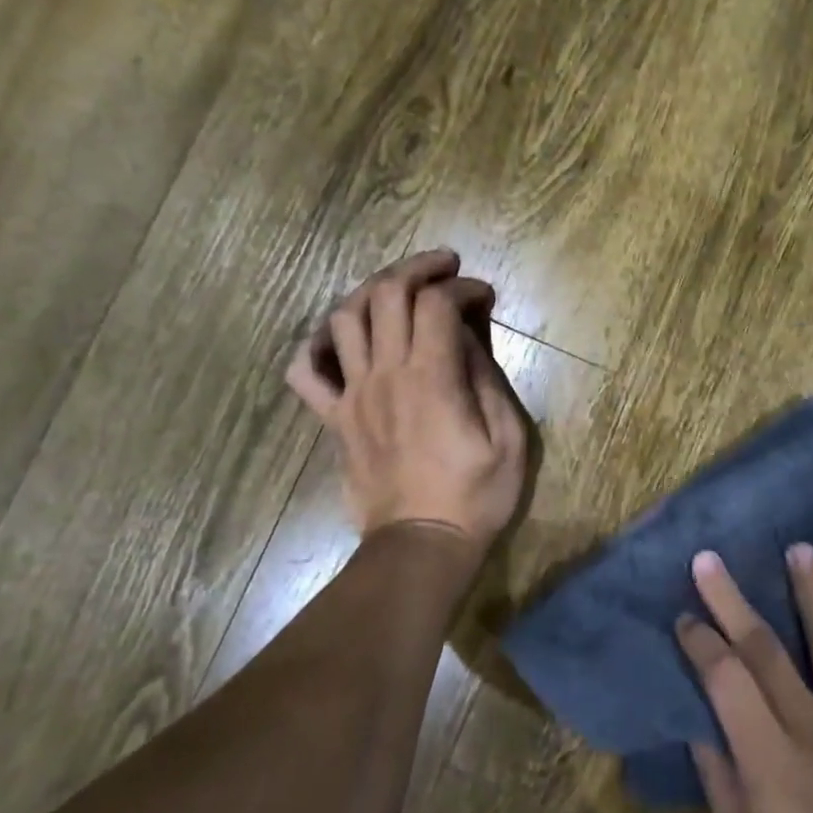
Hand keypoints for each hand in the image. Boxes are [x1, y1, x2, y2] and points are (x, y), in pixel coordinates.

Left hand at [286, 250, 526, 550]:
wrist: (422, 545)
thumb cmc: (476, 495)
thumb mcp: (508, 438)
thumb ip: (486, 379)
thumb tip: (468, 338)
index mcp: (432, 377)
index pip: (438, 303)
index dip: (463, 287)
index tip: (484, 295)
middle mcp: (385, 374)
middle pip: (386, 294)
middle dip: (418, 268)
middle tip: (445, 267)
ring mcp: (353, 395)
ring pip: (343, 318)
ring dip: (371, 291)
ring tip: (398, 291)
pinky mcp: (335, 419)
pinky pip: (305, 372)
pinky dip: (315, 346)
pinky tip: (340, 341)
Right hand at [676, 546, 812, 812]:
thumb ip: (718, 775)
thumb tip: (699, 721)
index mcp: (766, 755)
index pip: (724, 679)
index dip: (700, 642)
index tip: (683, 614)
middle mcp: (811, 725)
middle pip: (765, 649)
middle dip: (732, 600)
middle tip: (710, 558)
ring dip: (811, 593)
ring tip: (799, 549)